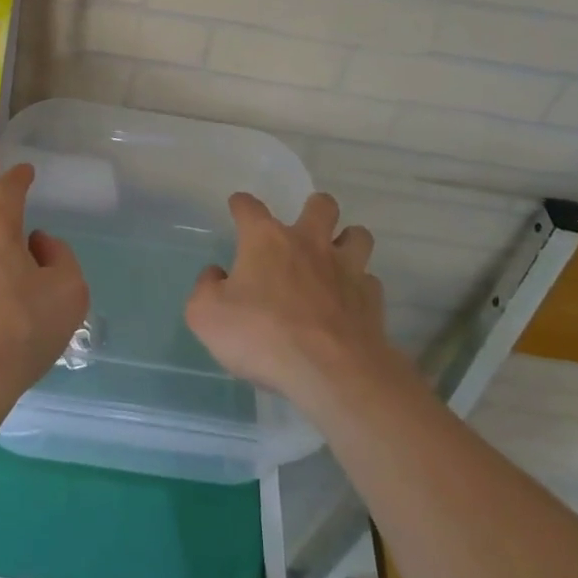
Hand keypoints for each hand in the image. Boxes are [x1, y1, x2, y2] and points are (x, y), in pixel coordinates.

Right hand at [186, 192, 391, 419]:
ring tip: (336, 259)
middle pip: (322, 205)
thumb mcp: (206, 316)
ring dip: (347, 241)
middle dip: (314, 209)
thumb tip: (216, 275)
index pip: (249, 206)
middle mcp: (309, 243)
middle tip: (304, 231)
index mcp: (266, 240)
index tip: (238, 207)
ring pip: (358, 236)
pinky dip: (359, 287)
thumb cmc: (261, 336)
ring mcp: (345, 269)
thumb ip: (206, 289)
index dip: (241, 204)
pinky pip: (369, 281)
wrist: (330, 372)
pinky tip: (349, 303)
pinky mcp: (371, 300)